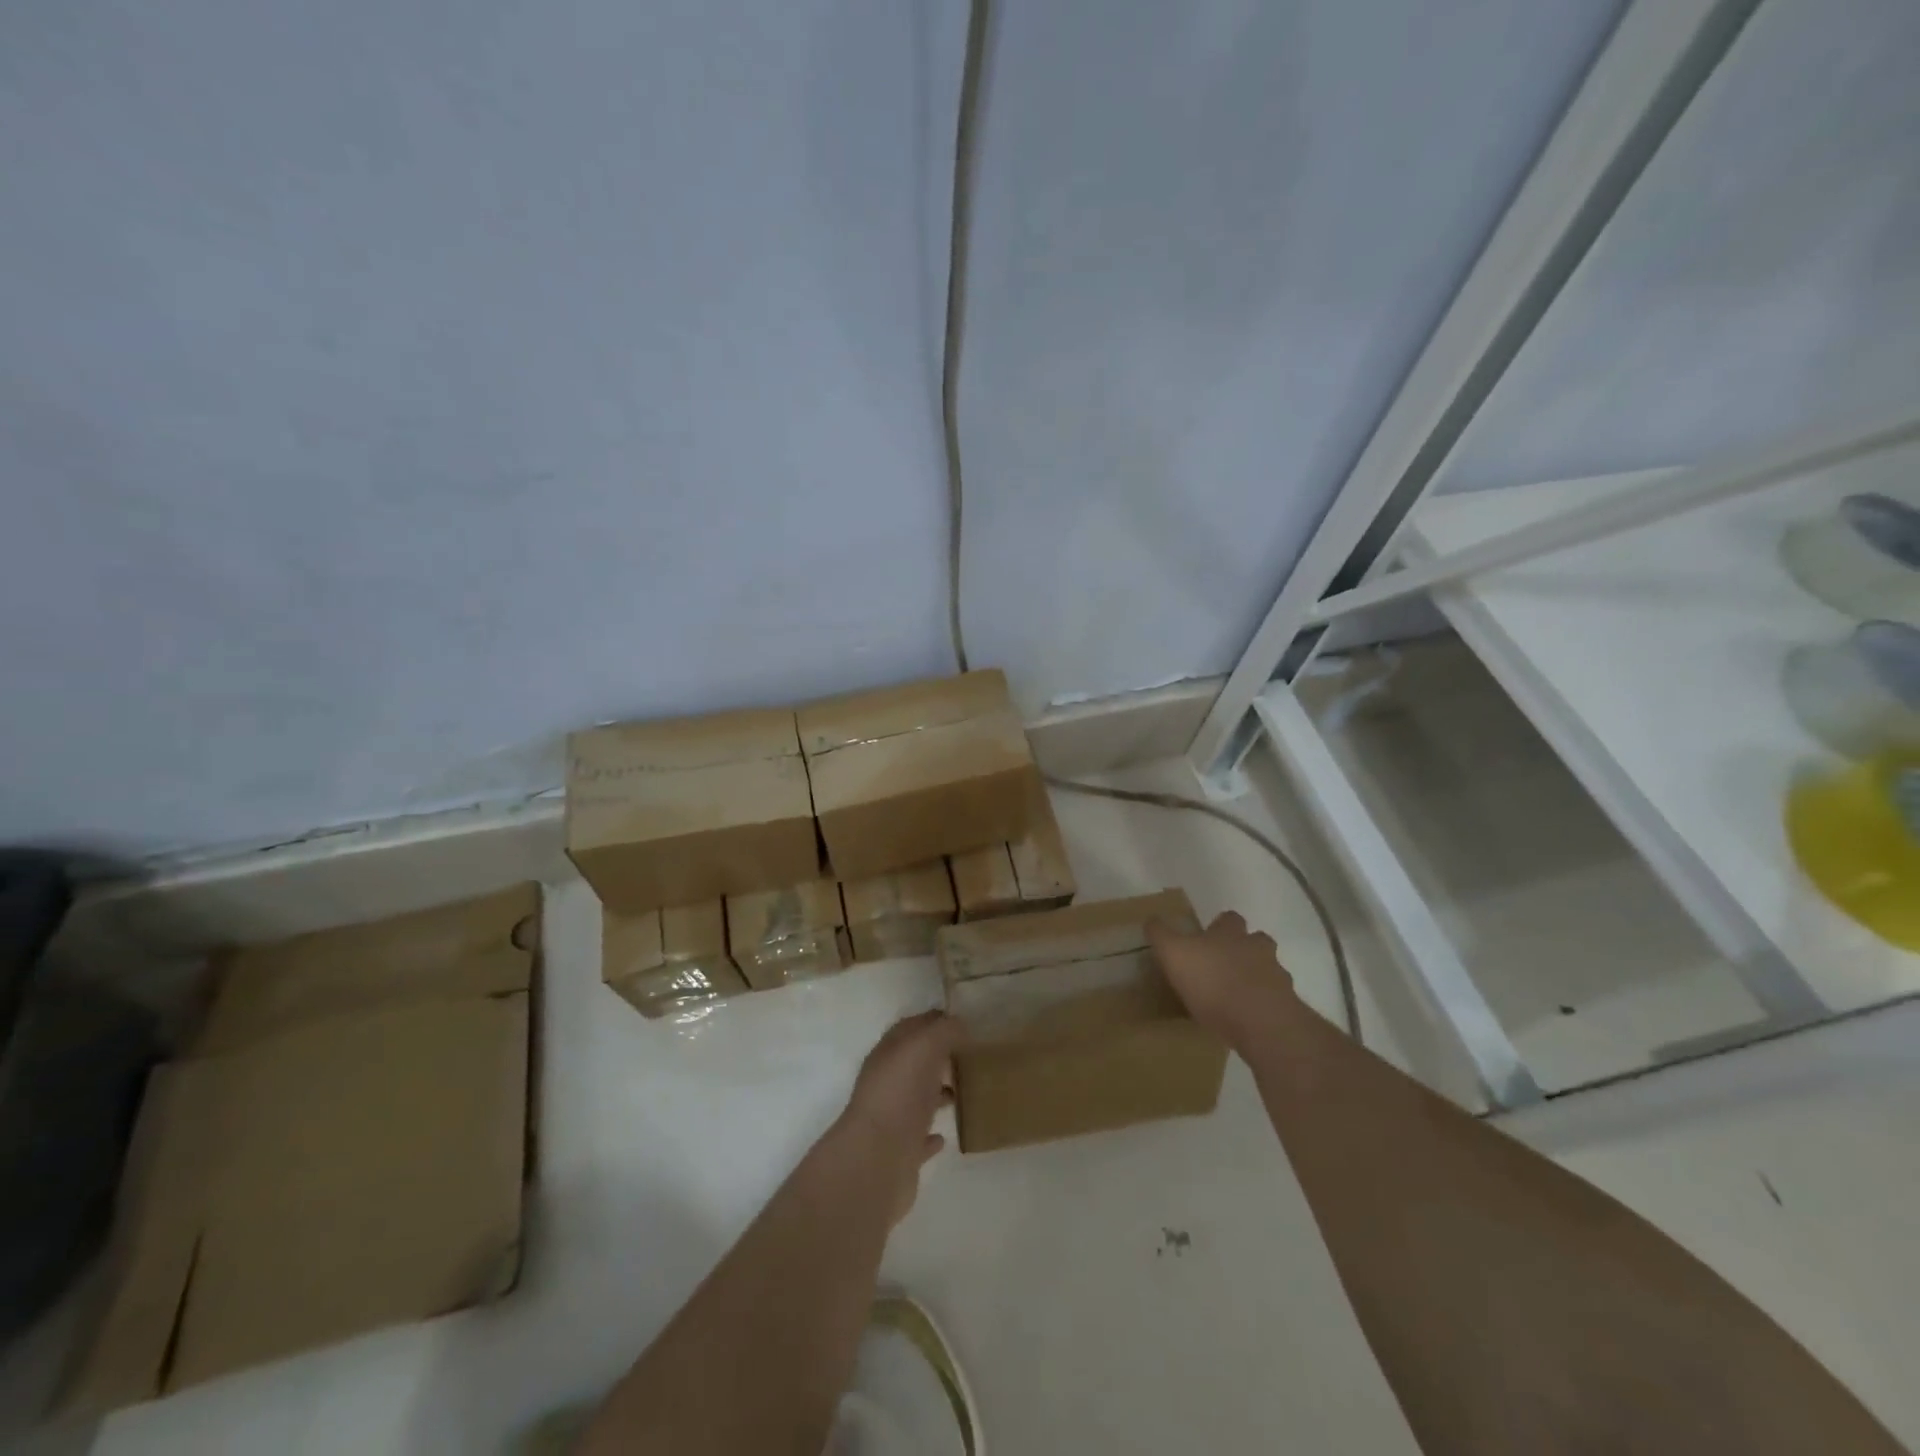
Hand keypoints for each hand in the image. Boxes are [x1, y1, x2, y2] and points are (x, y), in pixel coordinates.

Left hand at [836, 1010, 962, 1223]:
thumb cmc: (900, 1093)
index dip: (935, 1021)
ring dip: (937, 1094)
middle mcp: (888, 1082)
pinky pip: (918, 1139)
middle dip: (940, 1057)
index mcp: (889, 1053)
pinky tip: (947, 1136)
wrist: (876, 1160)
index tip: (965, 1021)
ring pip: (918, 1099)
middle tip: (972, 1056)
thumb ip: (944, 1031)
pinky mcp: (900, 1153)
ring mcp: (892, 1118)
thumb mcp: (924, 1046)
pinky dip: (932, 1136)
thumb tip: (960, 1024)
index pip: (912, 1028)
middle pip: (915, 1063)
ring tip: (966, 1092)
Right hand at [1148, 911, 1298, 1051]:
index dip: (1219, 925)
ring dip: (1254, 978)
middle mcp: (1258, 949)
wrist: (1262, 1024)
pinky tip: (1246, 1020)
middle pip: (1256, 941)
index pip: (1229, 918)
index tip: (1207, 937)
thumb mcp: (1174, 953)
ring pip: (1268, 971)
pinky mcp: (1287, 1008)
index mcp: (1231, 933)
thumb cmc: (1214, 982)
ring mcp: (1277, 978)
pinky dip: (1262, 1007)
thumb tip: (1151, 919)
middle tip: (1221, 966)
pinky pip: (1274, 1002)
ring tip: (1234, 997)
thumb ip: (1161, 934)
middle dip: (1243, 950)